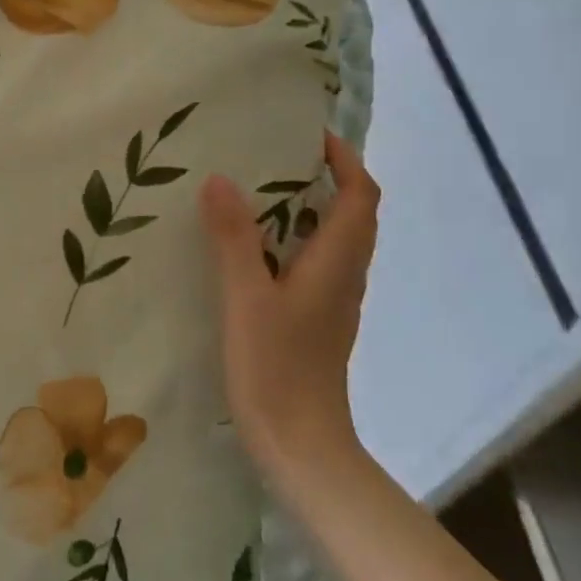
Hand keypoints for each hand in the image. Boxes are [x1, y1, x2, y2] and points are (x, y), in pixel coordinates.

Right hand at [200, 131, 380, 496]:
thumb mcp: (247, 298)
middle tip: (277, 156)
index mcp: (336, 263)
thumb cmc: (277, 369)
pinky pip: (316, 264)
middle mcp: (344, 277)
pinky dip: (295, 241)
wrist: (300, 446)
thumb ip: (234, 239)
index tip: (311, 134)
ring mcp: (333, 303)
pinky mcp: (317, 322)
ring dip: (311, 209)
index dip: (345, 161)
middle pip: (353, 215)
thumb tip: (220, 178)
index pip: (360, 197)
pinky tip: (254, 249)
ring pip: (334, 241)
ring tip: (260, 191)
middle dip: (328, 178)